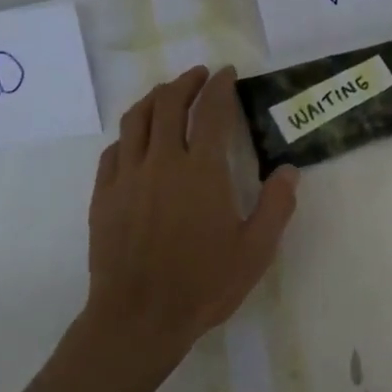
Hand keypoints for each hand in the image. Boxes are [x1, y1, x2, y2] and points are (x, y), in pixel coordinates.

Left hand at [81, 65, 298, 372]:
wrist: (138, 318)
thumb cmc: (203, 284)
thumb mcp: (256, 250)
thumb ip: (276, 206)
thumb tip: (288, 170)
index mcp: (202, 171)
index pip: (211, 112)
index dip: (220, 87)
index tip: (227, 73)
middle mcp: (162, 162)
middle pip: (169, 104)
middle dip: (186, 83)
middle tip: (200, 76)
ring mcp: (127, 177)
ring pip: (136, 120)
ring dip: (154, 98)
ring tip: (167, 93)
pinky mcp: (104, 196)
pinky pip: (114, 150)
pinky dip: (129, 134)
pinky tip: (137, 139)